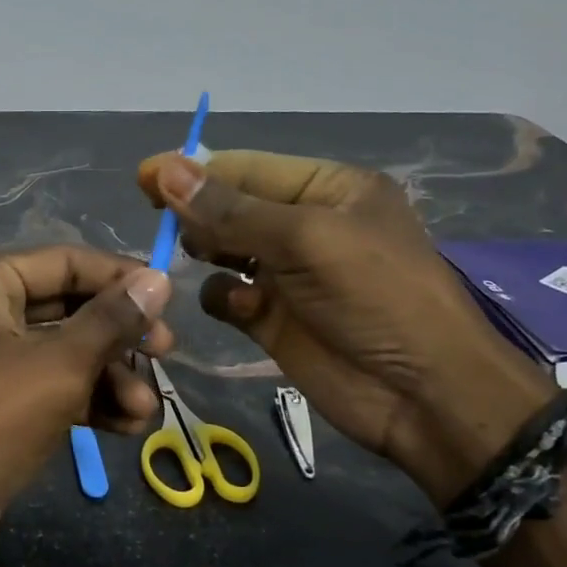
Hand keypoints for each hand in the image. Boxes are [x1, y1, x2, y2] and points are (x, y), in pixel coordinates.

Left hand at [0, 247, 173, 566]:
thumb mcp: (61, 366)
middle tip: (166, 354)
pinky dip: (86, 399)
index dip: (120, 278)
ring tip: (145, 411)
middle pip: (68, 306)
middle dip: (119, 337)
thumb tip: (159, 279)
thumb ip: (113, 320)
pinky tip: (126, 427)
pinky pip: (50, 381)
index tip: (170, 300)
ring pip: (64, 349)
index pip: (65, 261)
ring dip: (109, 377)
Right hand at [138, 150, 551, 504]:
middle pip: (230, 206)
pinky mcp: (272, 318)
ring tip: (199, 259)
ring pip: (222, 249)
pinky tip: (241, 310)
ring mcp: (287, 274)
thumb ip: (231, 210)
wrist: (424, 398)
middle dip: (198, 212)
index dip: (194, 170)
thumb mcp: (306, 240)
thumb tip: (165, 169)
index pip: (247, 168)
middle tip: (162, 223)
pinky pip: (227, 295)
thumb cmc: (375, 298)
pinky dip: (224, 299)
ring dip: (205, 252)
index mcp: (326, 189)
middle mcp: (304, 225)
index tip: (143, 177)